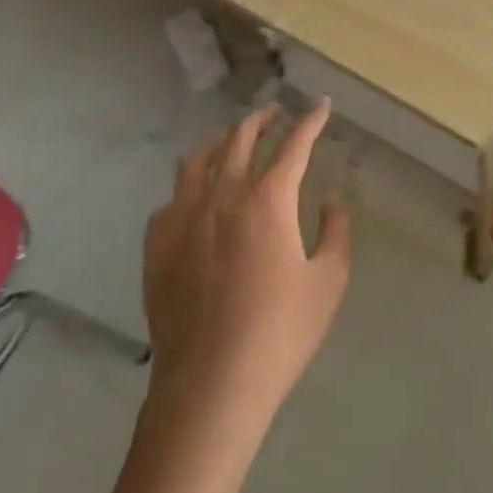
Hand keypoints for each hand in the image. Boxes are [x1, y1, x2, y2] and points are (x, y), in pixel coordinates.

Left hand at [143, 101, 351, 426]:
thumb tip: (331, 202)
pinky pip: (170, 200)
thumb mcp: (328, 284)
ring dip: (220, 141)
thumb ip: (335, 233)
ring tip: (231, 139)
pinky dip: (188, 188)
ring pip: (198, 159)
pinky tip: (194, 199)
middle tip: (276, 112)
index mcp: (268, 201)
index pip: (294, 146)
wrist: (210, 388)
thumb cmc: (279, 336)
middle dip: (262, 118)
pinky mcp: (157, 246)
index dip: (311, 121)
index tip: (322, 105)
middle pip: (241, 139)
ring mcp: (184, 219)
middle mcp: (223, 196)